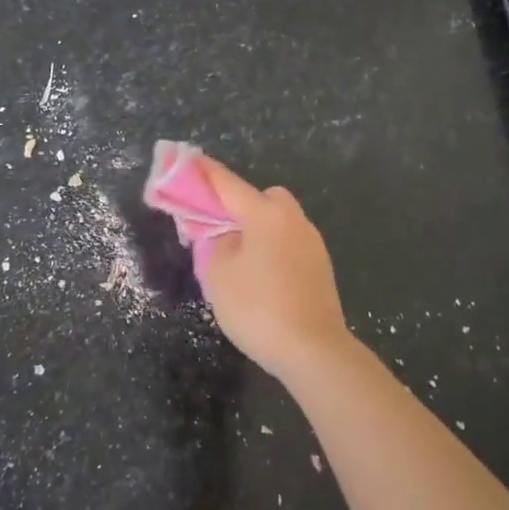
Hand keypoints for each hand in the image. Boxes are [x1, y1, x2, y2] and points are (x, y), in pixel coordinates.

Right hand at [193, 157, 357, 385]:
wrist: (313, 350)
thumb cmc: (258, 308)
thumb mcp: (219, 274)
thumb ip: (214, 244)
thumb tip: (226, 236)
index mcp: (265, 214)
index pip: (227, 184)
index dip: (204, 173)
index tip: (188, 159)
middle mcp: (292, 219)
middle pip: (261, 199)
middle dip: (239, 205)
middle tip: (217, 229)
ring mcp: (311, 242)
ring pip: (277, 222)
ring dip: (257, 229)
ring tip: (236, 259)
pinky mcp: (320, 266)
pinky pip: (288, 243)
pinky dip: (272, 249)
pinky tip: (261, 276)